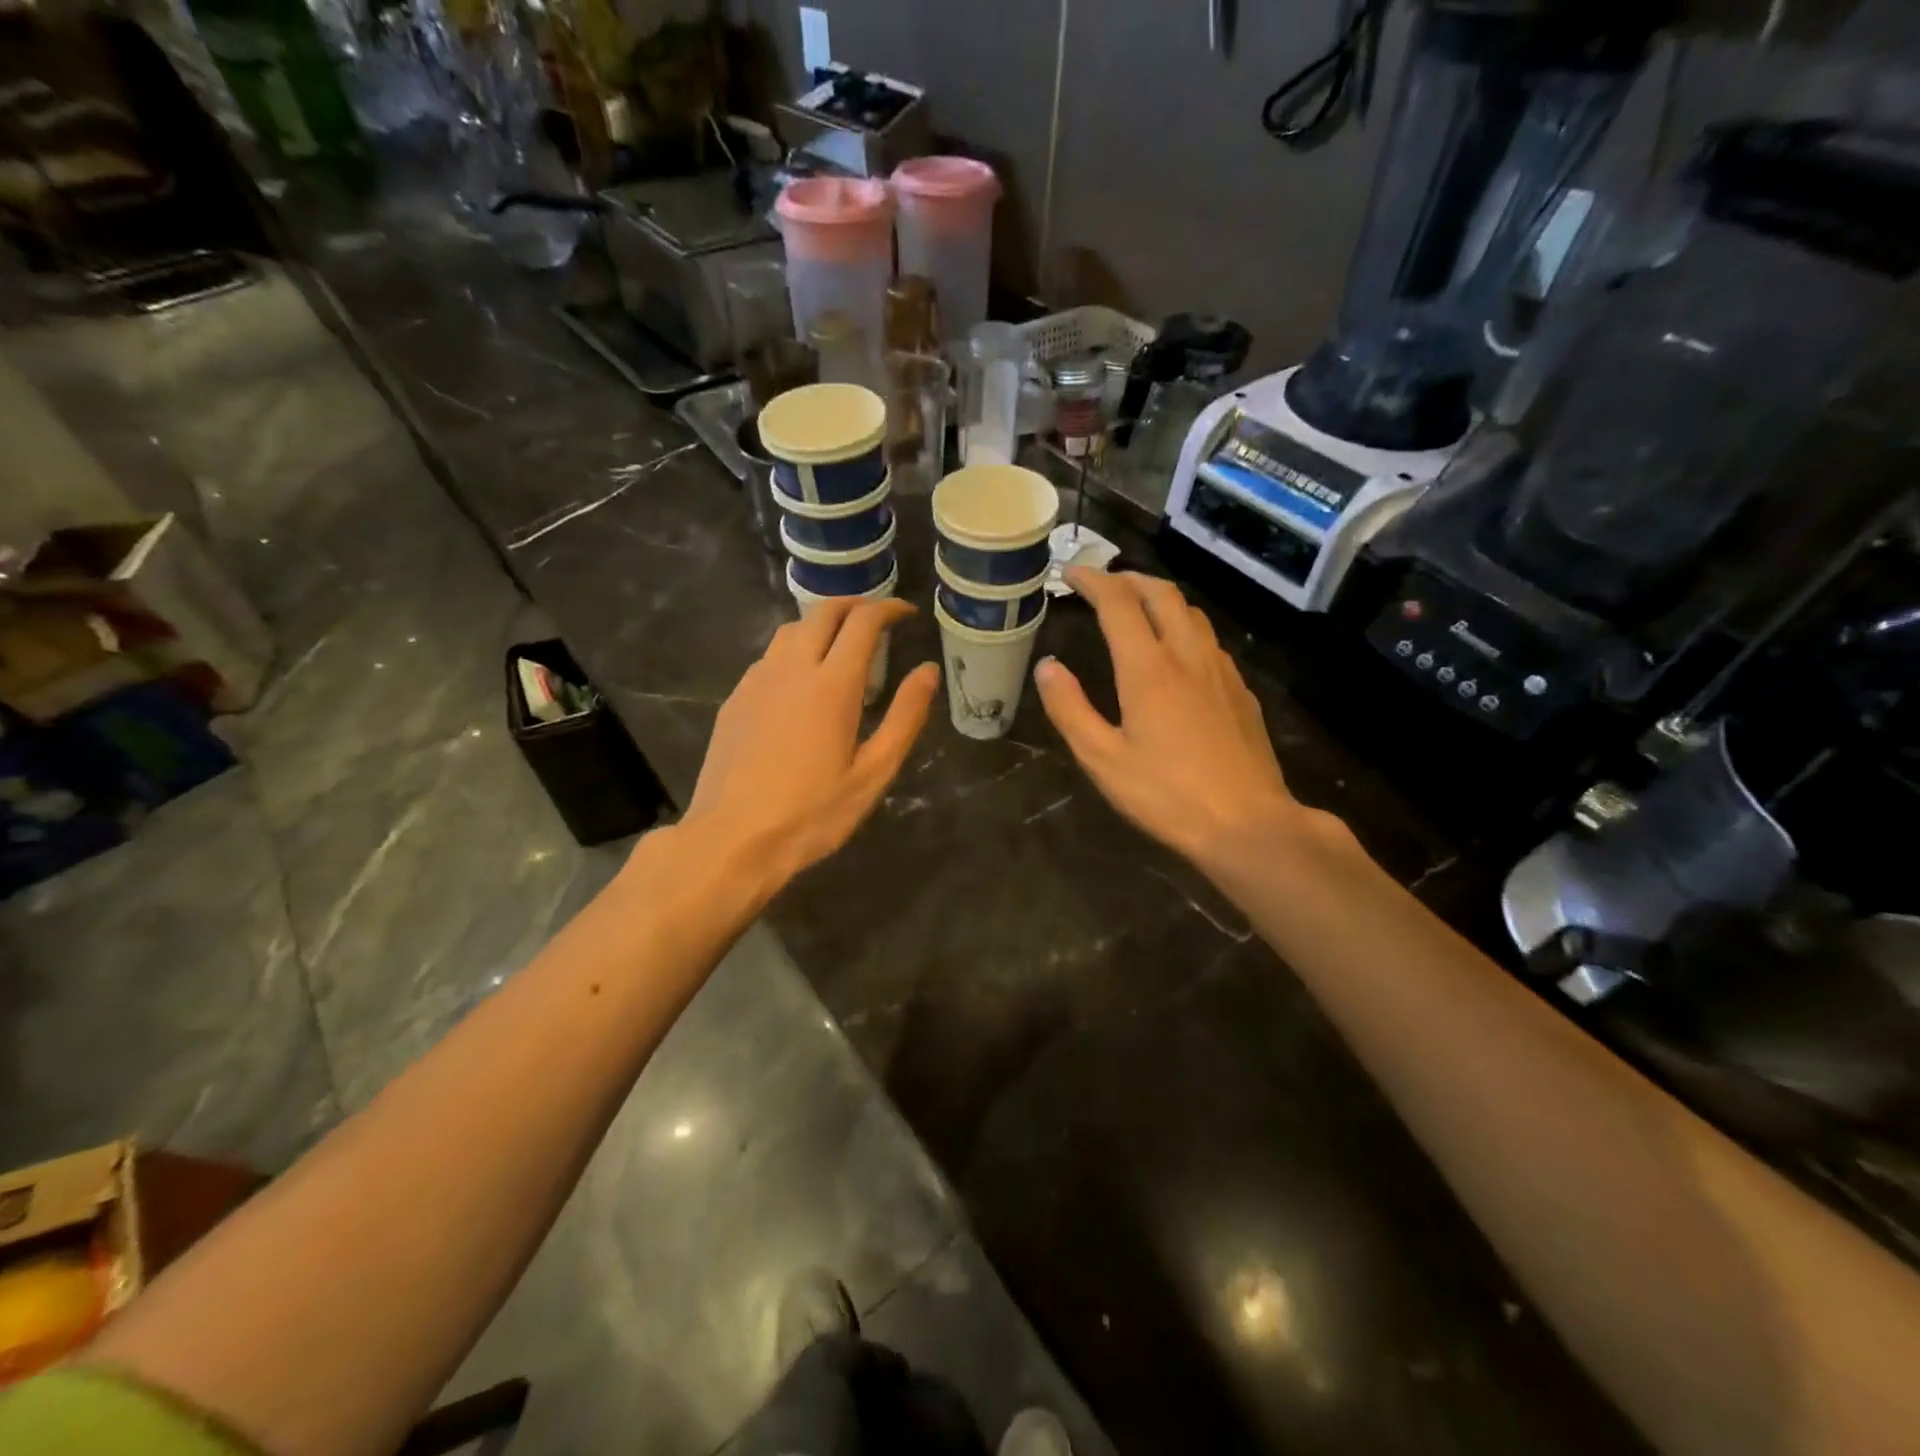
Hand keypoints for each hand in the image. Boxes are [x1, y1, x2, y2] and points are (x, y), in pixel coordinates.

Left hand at [681, 597, 939, 891]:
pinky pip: (769, 657)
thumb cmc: (812, 813)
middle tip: (877, 619)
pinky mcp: (736, 699)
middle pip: (823, 612)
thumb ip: (904, 717)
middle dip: (854, 605)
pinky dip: (794, 650)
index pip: (863, 622)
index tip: (906, 614)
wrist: (731, 839)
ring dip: (821, 624)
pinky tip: (801, 681)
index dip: (888, 609)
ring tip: (841, 645)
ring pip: (791, 630)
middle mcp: (792, 668)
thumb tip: (928, 672)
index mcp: (832, 685)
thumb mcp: (872, 773)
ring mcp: (757, 681)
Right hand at [1034, 569, 1308, 868]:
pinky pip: (1209, 640)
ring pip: (1191, 613)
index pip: (1118, 603)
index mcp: (1149, 668)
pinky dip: (1183, 626)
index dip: (1092, 581)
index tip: (1071, 573)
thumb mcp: (1102, 759)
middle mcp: (1188, 656)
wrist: (1249, 823)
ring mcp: (1221, 671)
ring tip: (1137, 608)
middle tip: (1102, 583)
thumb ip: (1070, 708)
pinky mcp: (1240, 691)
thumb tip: (1047, 666)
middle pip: (1161, 594)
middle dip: (1128, 579)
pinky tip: (1177, 652)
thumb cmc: (1167, 795)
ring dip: (1159, 598)